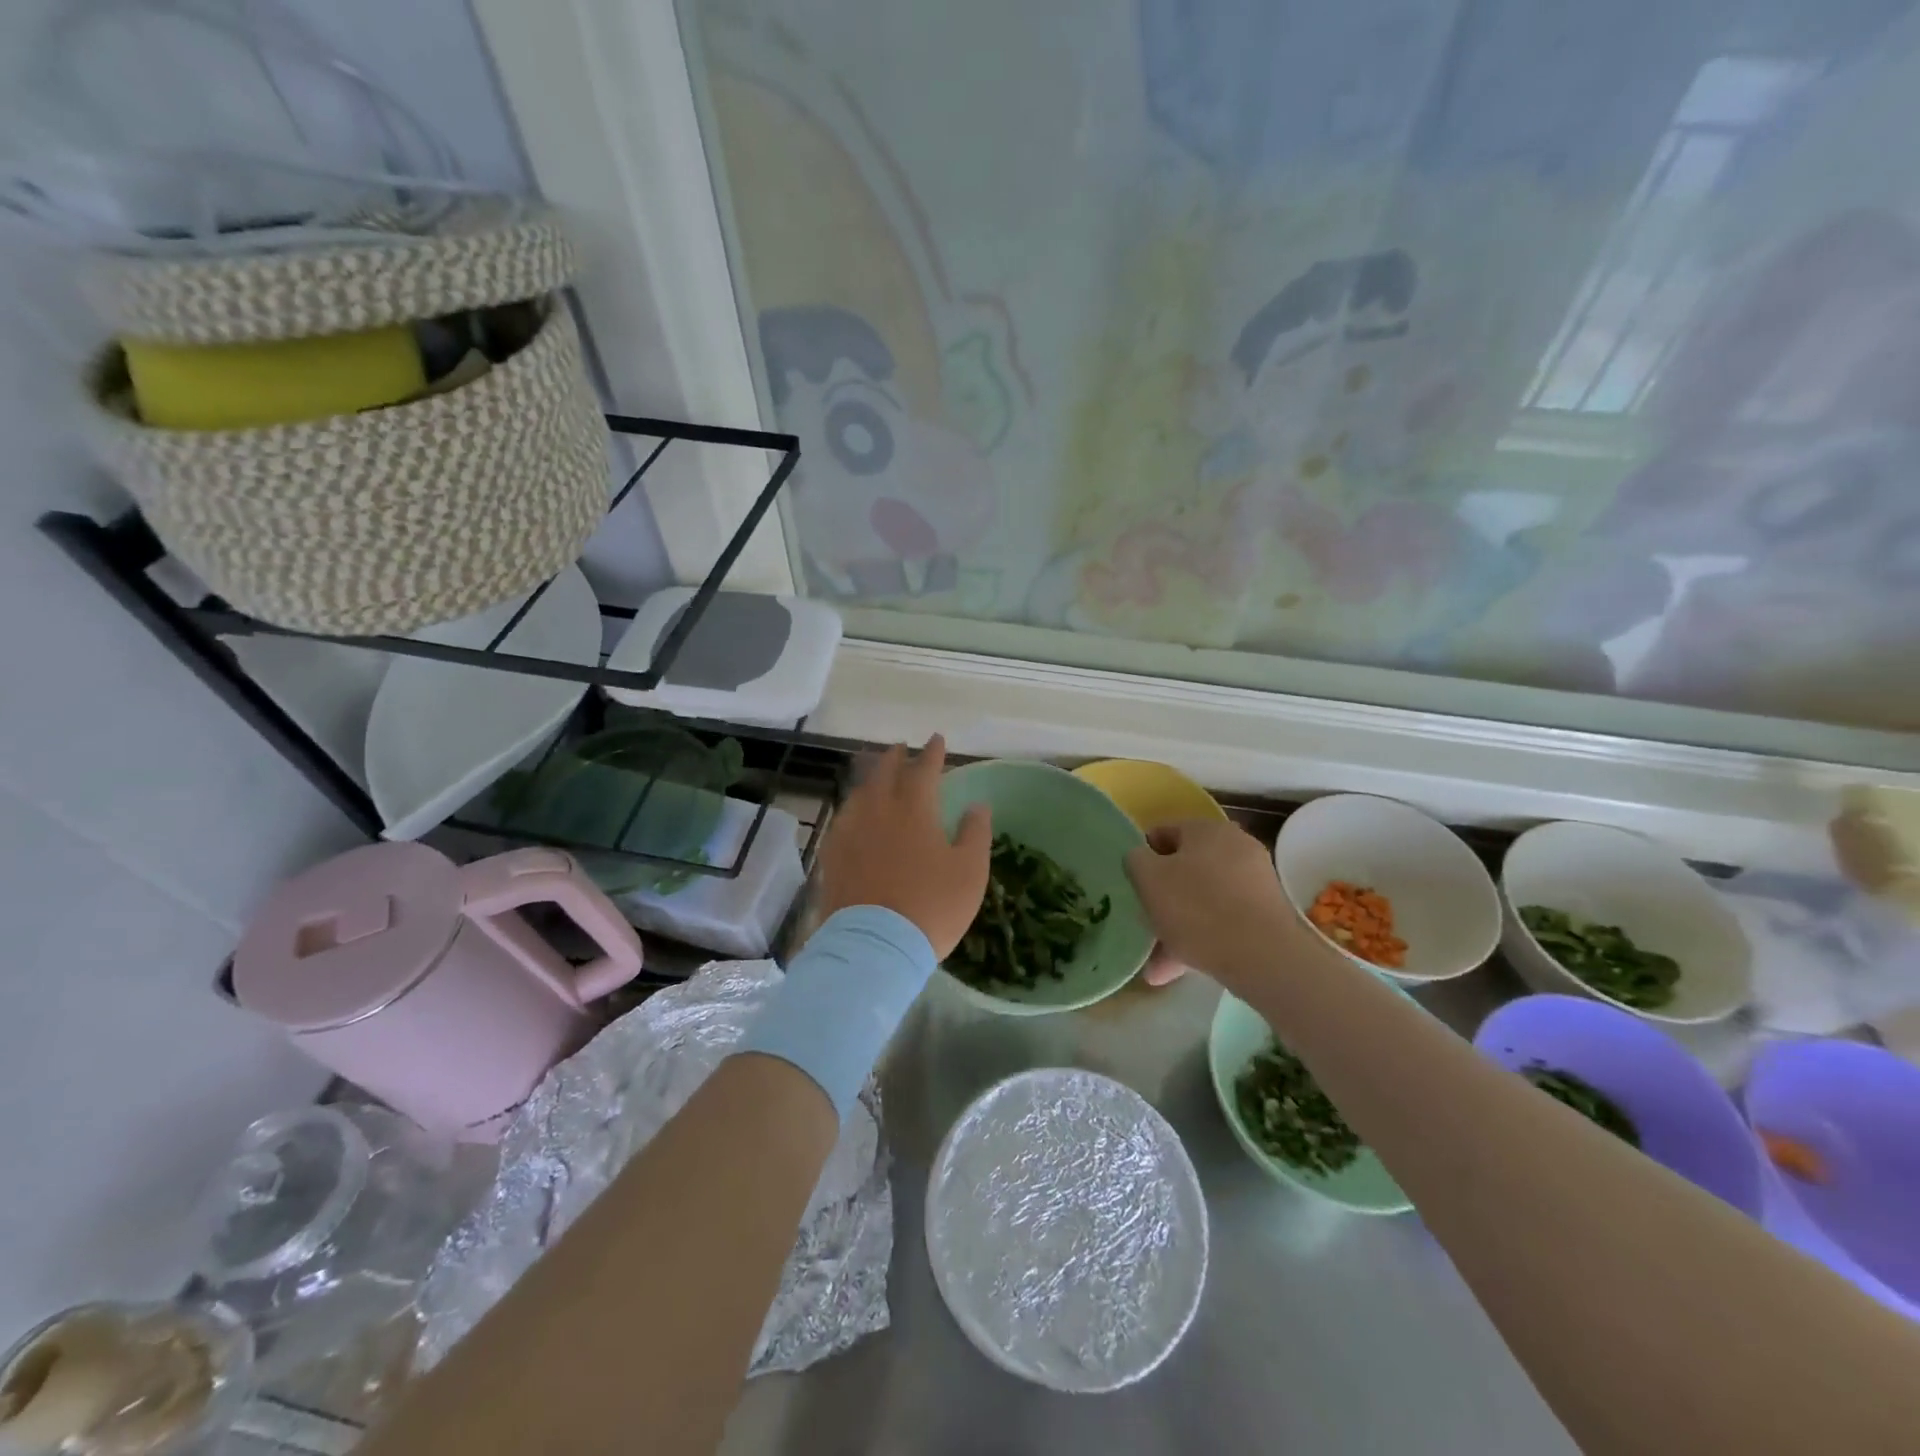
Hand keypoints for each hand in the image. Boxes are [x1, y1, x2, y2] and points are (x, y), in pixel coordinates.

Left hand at [814, 736, 991, 958]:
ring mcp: (850, 832)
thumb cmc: (932, 907)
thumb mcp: (970, 871)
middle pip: (884, 773)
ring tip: (877, 775)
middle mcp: (878, 811)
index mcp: (914, 809)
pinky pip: (843, 819)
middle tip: (901, 748)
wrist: (875, 946)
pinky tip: (855, 814)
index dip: (932, 753)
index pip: (923, 769)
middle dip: (895, 757)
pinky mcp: (832, 855)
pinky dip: (854, 807)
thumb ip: (975, 833)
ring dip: (871, 778)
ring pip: (860, 793)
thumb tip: (978, 804)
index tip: (936, 739)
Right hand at [1124, 819, 1316, 997]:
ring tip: (1157, 964)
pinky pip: (1224, 920)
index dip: (1144, 857)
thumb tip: (1142, 858)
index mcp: (1206, 829)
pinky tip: (1180, 969)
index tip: (1133, 884)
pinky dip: (1202, 939)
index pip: (1164, 832)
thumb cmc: (1196, 908)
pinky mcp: (1267, 913)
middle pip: (1186, 869)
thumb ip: (1136, 860)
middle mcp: (1235, 846)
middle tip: (1145, 923)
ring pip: (1203, 900)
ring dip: (1179, 926)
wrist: (1263, 956)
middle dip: (1163, 898)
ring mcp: (1255, 881)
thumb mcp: (1148, 879)